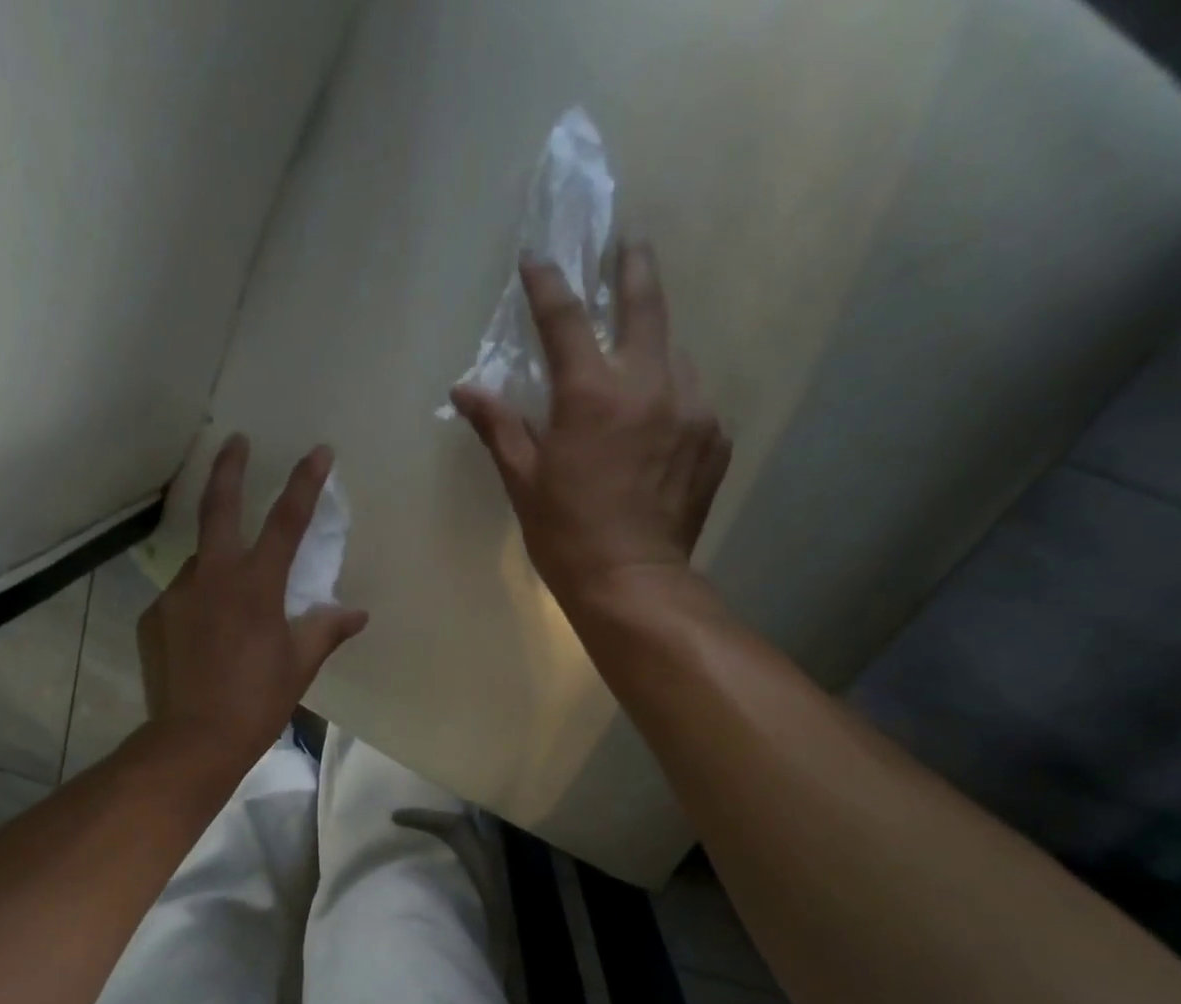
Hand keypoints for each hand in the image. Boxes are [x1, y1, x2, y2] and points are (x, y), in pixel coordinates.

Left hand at [139, 436, 368, 766]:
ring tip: (230, 596)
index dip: (304, 483)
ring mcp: (177, 595)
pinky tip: (205, 634)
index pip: (286, 521)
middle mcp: (212, 577)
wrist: (194, 739)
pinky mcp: (155, 618)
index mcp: (256, 585)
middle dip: (229, 467)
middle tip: (234, 440)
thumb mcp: (299, 665)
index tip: (318, 450)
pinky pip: (183, 598)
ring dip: (217, 562)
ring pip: (200, 562)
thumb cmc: (257, 701)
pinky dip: (199, 603)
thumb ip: (326, 630)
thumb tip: (356, 613)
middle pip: (218, 507)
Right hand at [450, 241, 732, 608]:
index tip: (538, 258)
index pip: (565, 318)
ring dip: (655, 347)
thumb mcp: (524, 481)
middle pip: (646, 303)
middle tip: (629, 243)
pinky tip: (660, 425)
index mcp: (591, 394)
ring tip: (641, 363)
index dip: (548, 283)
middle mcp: (649, 384)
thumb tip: (464, 390)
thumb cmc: (566, 535)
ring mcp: (693, 408)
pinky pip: (695, 400)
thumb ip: (499, 427)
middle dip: (633, 266)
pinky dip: (674, 400)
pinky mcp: (716, 437)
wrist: (633, 582)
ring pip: (676, 353)